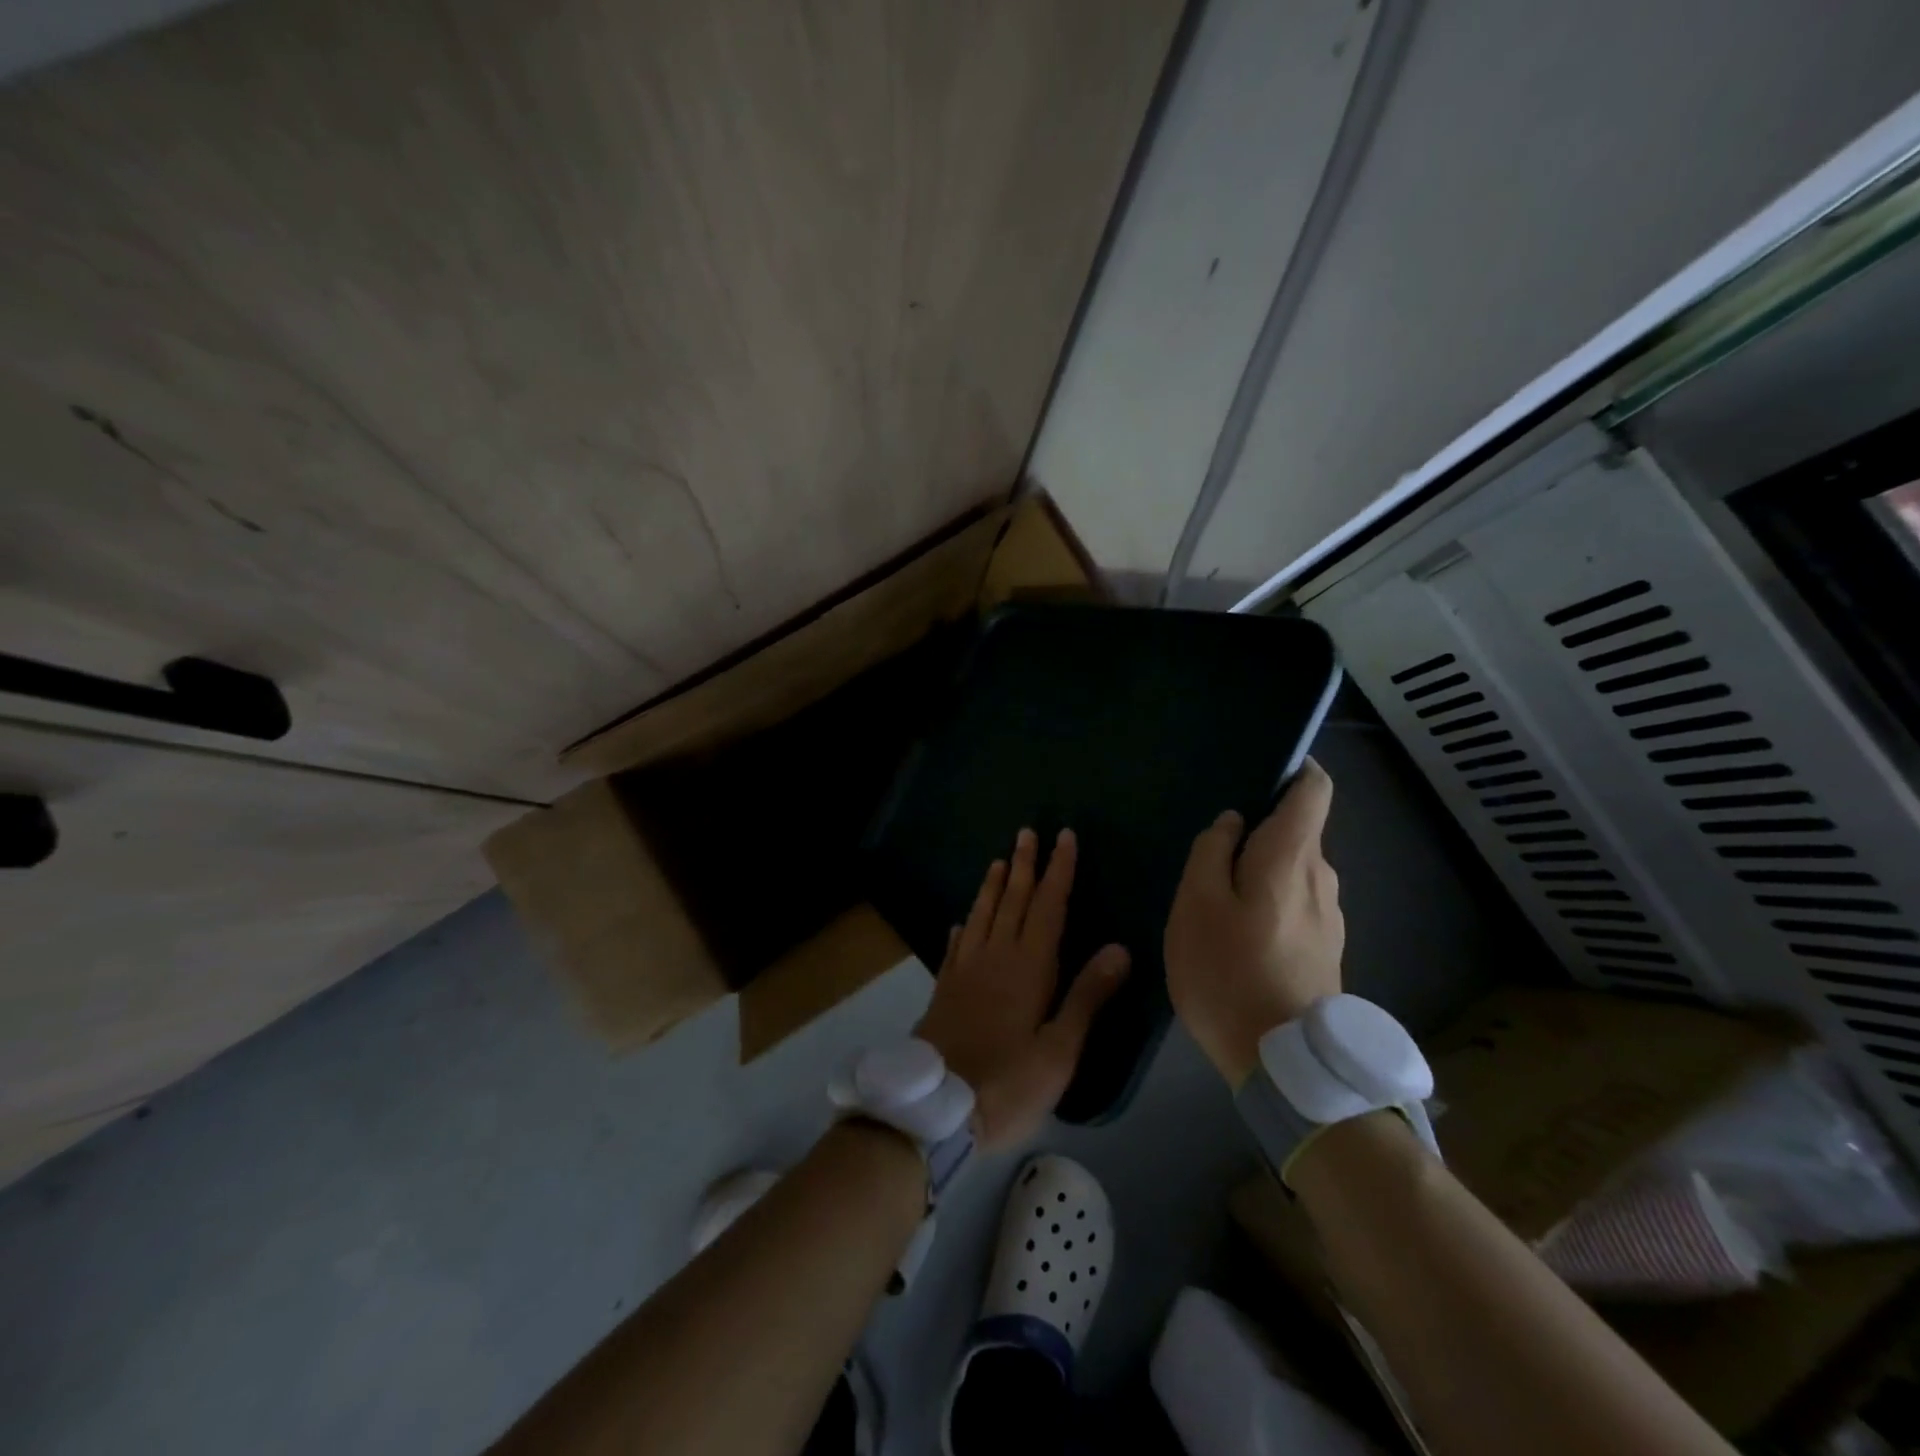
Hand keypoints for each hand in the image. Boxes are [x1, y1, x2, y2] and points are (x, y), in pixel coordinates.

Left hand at [916, 828, 1129, 1150]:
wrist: (935, 1110)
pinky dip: (962, 928)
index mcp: (1028, 968)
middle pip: (1012, 901)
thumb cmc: (1008, 1083)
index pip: (1047, 907)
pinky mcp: (944, 989)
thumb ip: (1087, 996)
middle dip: (1024, 866)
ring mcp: (964, 971)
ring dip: (992, 887)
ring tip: (998, 861)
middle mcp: (994, 957)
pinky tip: (960, 922)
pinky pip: (955, 946)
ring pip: (981, 916)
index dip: (1058, 871)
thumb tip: (1119, 948)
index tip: (1063, 838)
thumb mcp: (1059, 1049)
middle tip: (1027, 832)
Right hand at [1164, 759, 1343, 1087]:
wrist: (1285, 1065)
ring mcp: (1329, 917)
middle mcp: (1322, 878)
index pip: (1314, 790)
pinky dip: (1270, 901)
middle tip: (1210, 854)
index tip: (1259, 773)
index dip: (1295, 771)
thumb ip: (1210, 853)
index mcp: (1291, 857)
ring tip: (1217, 897)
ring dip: (1261, 870)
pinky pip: (1297, 903)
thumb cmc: (1228, 971)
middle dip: (1260, 829)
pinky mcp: (1326, 949)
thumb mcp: (1196, 905)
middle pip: (1298, 831)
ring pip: (1295, 870)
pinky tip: (1239, 934)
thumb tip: (1230, 823)